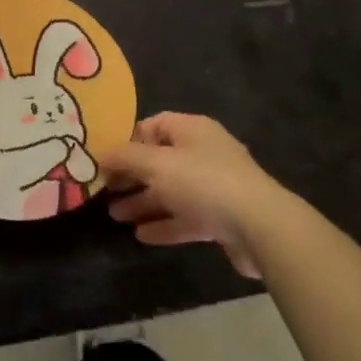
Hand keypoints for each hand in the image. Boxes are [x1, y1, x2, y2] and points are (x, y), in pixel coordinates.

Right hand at [97, 113, 292, 278]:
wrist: (259, 226)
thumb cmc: (203, 182)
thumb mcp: (156, 164)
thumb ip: (126, 158)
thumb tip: (100, 153)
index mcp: (192, 130)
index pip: (154, 125)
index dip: (128, 139)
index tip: (105, 158)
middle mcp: (204, 153)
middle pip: (160, 160)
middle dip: (132, 176)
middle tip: (104, 190)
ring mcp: (215, 186)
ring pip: (171, 191)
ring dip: (144, 202)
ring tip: (115, 216)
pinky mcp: (222, 217)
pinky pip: (186, 217)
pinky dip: (164, 224)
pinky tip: (141, 235)